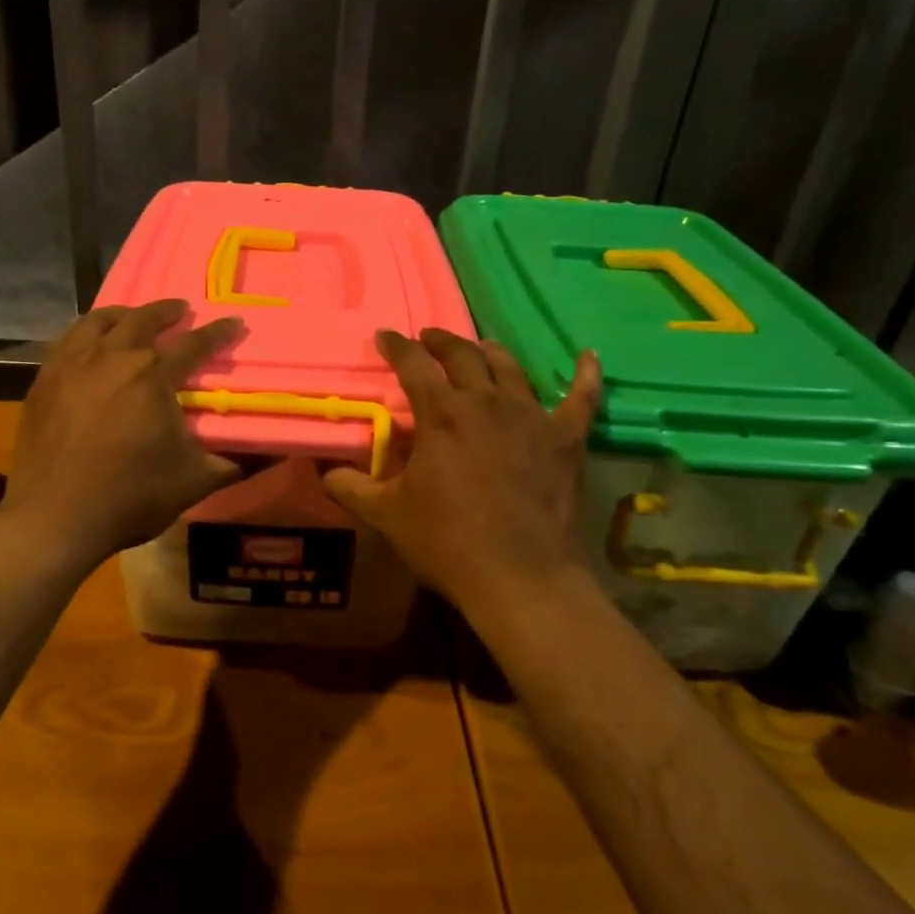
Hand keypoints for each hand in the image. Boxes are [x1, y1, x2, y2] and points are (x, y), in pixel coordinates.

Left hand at [0, 300, 243, 570]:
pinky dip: (86, 330)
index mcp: (153, 378)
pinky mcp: (45, 379)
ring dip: (124, 314)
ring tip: (133, 316)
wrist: (54, 518)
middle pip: (143, 320)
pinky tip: (90, 341)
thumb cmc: (129, 498)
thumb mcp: (194, 483)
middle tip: (181, 309)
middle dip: (167, 311)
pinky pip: (68, 339)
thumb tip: (273, 452)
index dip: (218, 333)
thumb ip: (235, 462)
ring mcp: (73, 364)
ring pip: (100, 321)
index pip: (193, 345)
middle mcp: (114, 358)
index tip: (234, 322)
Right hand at [323, 329, 601, 619]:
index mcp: (441, 413)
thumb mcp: (385, 515)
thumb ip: (351, 488)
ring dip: (491, 352)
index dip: (396, 346)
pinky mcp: (566, 439)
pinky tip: (589, 357)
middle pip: (463, 354)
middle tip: (428, 340)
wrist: (518, 576)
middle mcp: (486, 402)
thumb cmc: (446, 541)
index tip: (384, 337)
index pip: (413, 363)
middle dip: (441, 341)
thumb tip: (325, 473)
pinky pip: (582, 398)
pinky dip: (586, 375)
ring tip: (481, 347)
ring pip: (510, 368)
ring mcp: (531, 416)